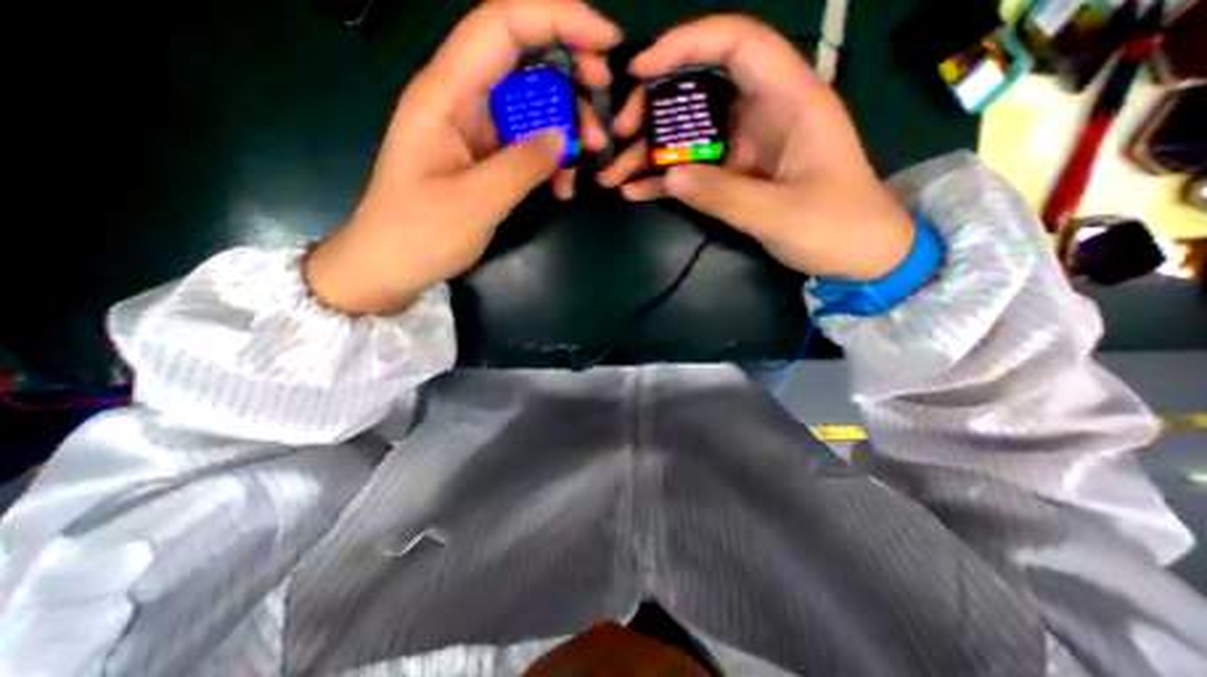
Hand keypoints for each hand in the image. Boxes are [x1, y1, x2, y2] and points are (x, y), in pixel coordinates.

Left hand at [306, 0, 621, 313]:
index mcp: (446, 93)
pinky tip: (564, 186)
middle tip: (603, 105)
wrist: (392, 265)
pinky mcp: (487, 157)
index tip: (606, 42)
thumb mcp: (474, 201)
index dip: (557, 19)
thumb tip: (563, 135)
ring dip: (567, 125)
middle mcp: (462, 100)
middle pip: (524, 59)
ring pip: (532, 104)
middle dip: (571, 74)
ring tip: (590, 158)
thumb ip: (522, 164)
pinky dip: (553, 158)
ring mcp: (476, 130)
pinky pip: (529, 143)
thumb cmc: (420, 234)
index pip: (503, 26)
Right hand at [592, 15, 914, 283]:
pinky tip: (635, 191)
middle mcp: (763, 114)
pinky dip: (664, 179)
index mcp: (791, 101)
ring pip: (690, 134)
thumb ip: (724, 195)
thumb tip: (669, 175)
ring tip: (613, 173)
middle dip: (654, 106)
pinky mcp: (735, 176)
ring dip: (649, 151)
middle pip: (701, 89)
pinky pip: (694, 169)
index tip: (641, 71)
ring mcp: (745, 148)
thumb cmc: (837, 228)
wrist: (857, 257)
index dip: (687, 44)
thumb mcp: (781, 214)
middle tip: (620, 134)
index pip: (738, 44)